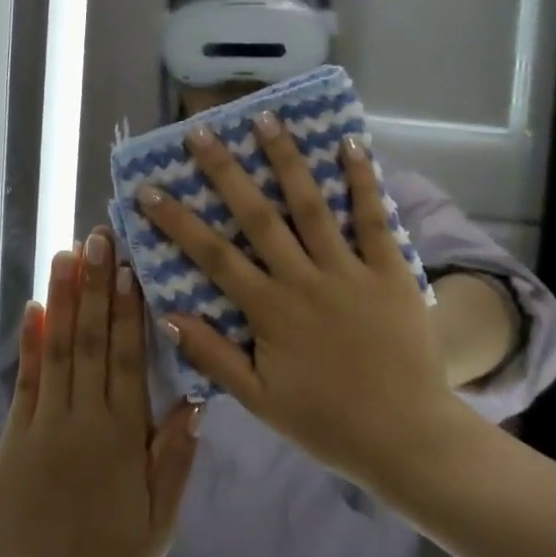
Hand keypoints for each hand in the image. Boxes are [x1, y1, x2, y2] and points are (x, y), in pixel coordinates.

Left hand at [0, 228, 201, 556]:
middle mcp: (82, 419)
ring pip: (57, 350)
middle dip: (95, 286)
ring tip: (66, 255)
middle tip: (98, 238)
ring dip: (62, 299)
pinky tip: (34, 308)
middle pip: (91, 341)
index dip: (128, 310)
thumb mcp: (159, 523)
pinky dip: (29, 342)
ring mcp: (43, 424)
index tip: (129, 267)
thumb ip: (175, 459)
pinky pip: (25, 381)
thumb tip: (193, 398)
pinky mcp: (14, 437)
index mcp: (121, 438)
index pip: (127, 359)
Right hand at [134, 117, 464, 490]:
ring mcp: (349, 271)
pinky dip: (363, 181)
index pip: (213, 255)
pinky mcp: (390, 271)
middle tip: (201, 132)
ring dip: (287, 160)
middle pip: (257, 216)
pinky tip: (351, 144)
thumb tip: (168, 314)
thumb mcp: (259, 399)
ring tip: (266, 118)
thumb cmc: (327, 421)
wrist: (406, 438)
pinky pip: (375, 220)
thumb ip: (213, 355)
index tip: (149, 189)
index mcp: (270, 310)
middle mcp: (304, 279)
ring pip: (312, 206)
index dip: (177, 221)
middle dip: (225, 172)